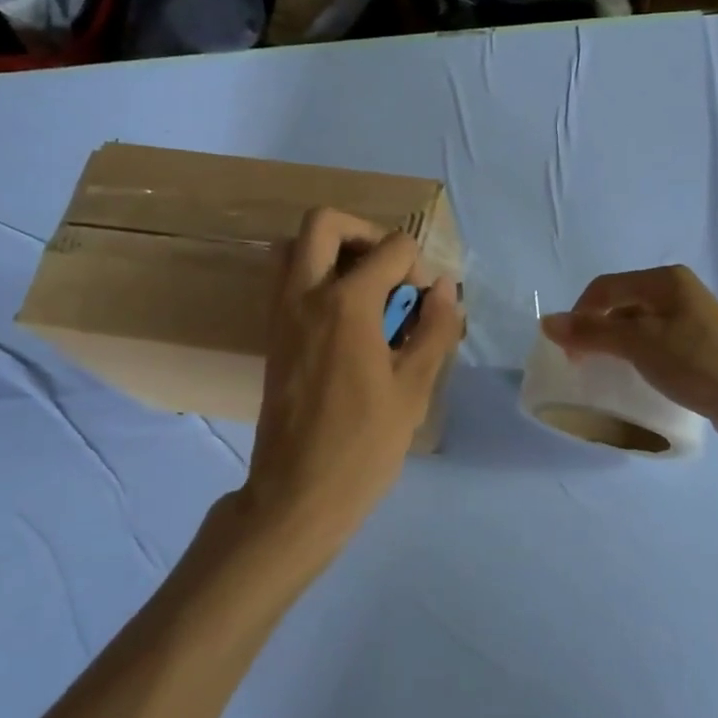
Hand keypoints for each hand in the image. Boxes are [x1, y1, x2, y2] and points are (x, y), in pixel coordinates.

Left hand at [242, 208, 463, 553]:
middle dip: (365, 233)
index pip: (392, 248)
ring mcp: (280, 313)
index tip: (425, 305)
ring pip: (296, 247)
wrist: (297, 494)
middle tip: (390, 271)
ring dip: (335, 251)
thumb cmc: (363, 444)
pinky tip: (348, 320)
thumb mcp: (414, 388)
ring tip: (367, 290)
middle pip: (325, 223)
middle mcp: (305, 294)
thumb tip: (445, 287)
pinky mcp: (272, 334)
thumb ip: (435, 328)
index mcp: (346, 303)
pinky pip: (288, 279)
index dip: (418, 267)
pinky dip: (317, 276)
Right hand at [541, 266, 717, 448]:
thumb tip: (547, 322)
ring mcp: (691, 318)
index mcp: (664, 280)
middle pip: (620, 303)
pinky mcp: (699, 345)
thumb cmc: (696, 363)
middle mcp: (677, 291)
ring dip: (615, 344)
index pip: (605, 287)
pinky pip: (655, 342)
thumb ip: (592, 332)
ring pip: (637, 324)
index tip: (567, 352)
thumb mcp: (639, 344)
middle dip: (595, 329)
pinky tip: (635, 376)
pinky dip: (636, 354)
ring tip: (605, 371)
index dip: (579, 315)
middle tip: (582, 363)